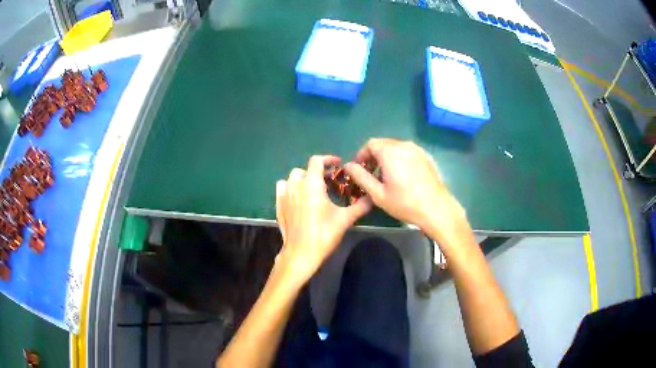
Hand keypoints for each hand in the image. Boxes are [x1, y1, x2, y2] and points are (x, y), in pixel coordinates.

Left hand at [275, 155, 371, 285]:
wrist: (301, 253)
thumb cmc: (324, 234)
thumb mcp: (345, 219)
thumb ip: (360, 206)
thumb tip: (372, 198)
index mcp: (311, 184)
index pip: (317, 161)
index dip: (328, 159)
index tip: (337, 164)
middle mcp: (295, 185)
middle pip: (304, 169)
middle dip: (316, 172)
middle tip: (328, 182)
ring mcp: (284, 195)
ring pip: (291, 178)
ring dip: (302, 179)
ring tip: (312, 189)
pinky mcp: (278, 205)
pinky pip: (282, 188)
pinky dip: (290, 188)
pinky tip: (298, 198)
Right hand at [344, 138, 468, 245]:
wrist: (436, 208)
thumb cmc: (405, 203)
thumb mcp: (378, 194)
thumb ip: (361, 177)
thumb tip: (348, 166)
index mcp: (390, 152)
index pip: (370, 144)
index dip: (362, 155)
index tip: (360, 169)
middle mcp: (404, 145)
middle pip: (383, 144)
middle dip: (374, 156)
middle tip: (371, 174)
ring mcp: (418, 150)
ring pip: (396, 147)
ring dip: (387, 157)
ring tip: (387, 176)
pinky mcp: (427, 156)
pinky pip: (408, 152)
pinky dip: (400, 159)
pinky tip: (403, 176)